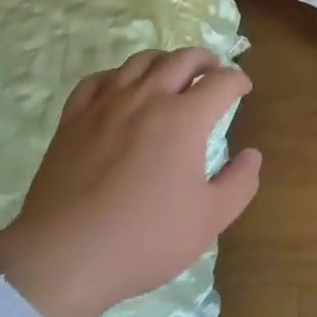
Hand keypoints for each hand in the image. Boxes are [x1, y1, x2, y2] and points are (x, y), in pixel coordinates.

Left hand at [0, 47, 259, 316]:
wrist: (63, 258)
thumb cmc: (143, 240)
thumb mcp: (208, 221)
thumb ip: (239, 184)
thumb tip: (252, 154)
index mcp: (184, 118)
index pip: (221, 82)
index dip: (238, 81)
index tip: (243, 89)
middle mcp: (148, 97)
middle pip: (183, 58)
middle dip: (205, 60)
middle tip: (212, 73)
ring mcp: (107, 103)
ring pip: (142, 61)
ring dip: (165, 61)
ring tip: (171, 75)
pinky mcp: (73, 117)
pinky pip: (99, 79)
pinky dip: (119, 76)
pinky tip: (121, 90)